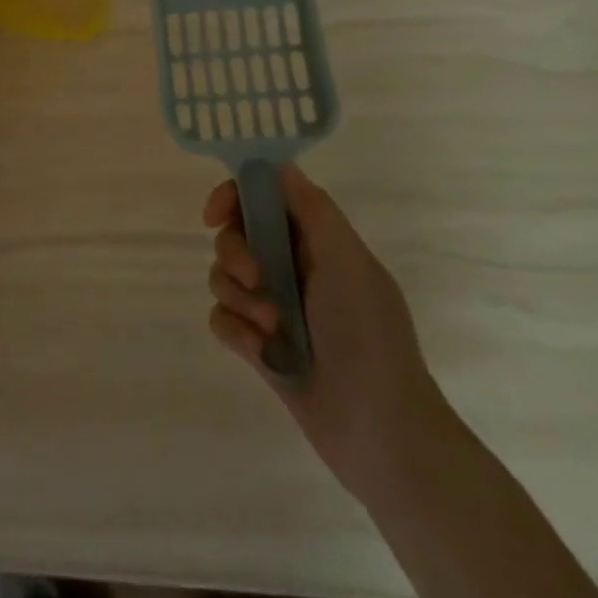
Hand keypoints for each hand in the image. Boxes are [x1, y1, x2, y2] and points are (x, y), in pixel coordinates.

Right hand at [204, 164, 452, 497]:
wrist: (382, 434)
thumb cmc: (368, 336)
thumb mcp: (347, 262)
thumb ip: (312, 209)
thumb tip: (279, 163)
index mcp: (317, 241)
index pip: (265, 196)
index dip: (235, 196)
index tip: (215, 214)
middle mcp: (293, 267)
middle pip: (237, 235)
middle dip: (235, 253)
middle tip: (255, 277)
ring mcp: (275, 307)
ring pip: (224, 277)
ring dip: (240, 297)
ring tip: (271, 327)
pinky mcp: (260, 346)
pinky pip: (223, 319)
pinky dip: (236, 331)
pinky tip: (260, 353)